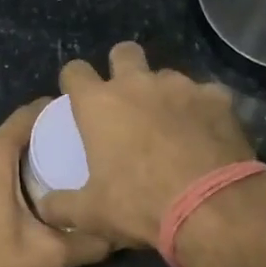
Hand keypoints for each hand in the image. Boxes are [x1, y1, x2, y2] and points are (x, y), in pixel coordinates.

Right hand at [39, 42, 256, 247]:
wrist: (211, 207)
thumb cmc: (140, 204)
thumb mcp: (91, 214)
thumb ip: (62, 206)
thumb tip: (46, 206)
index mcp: (99, 104)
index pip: (74, 71)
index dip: (74, 82)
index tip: (78, 98)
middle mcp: (138, 84)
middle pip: (124, 52)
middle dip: (122, 67)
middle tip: (126, 99)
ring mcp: (182, 86)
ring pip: (167, 75)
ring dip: (164, 93)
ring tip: (171, 126)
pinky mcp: (219, 98)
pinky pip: (206, 95)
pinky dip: (202, 110)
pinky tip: (206, 134)